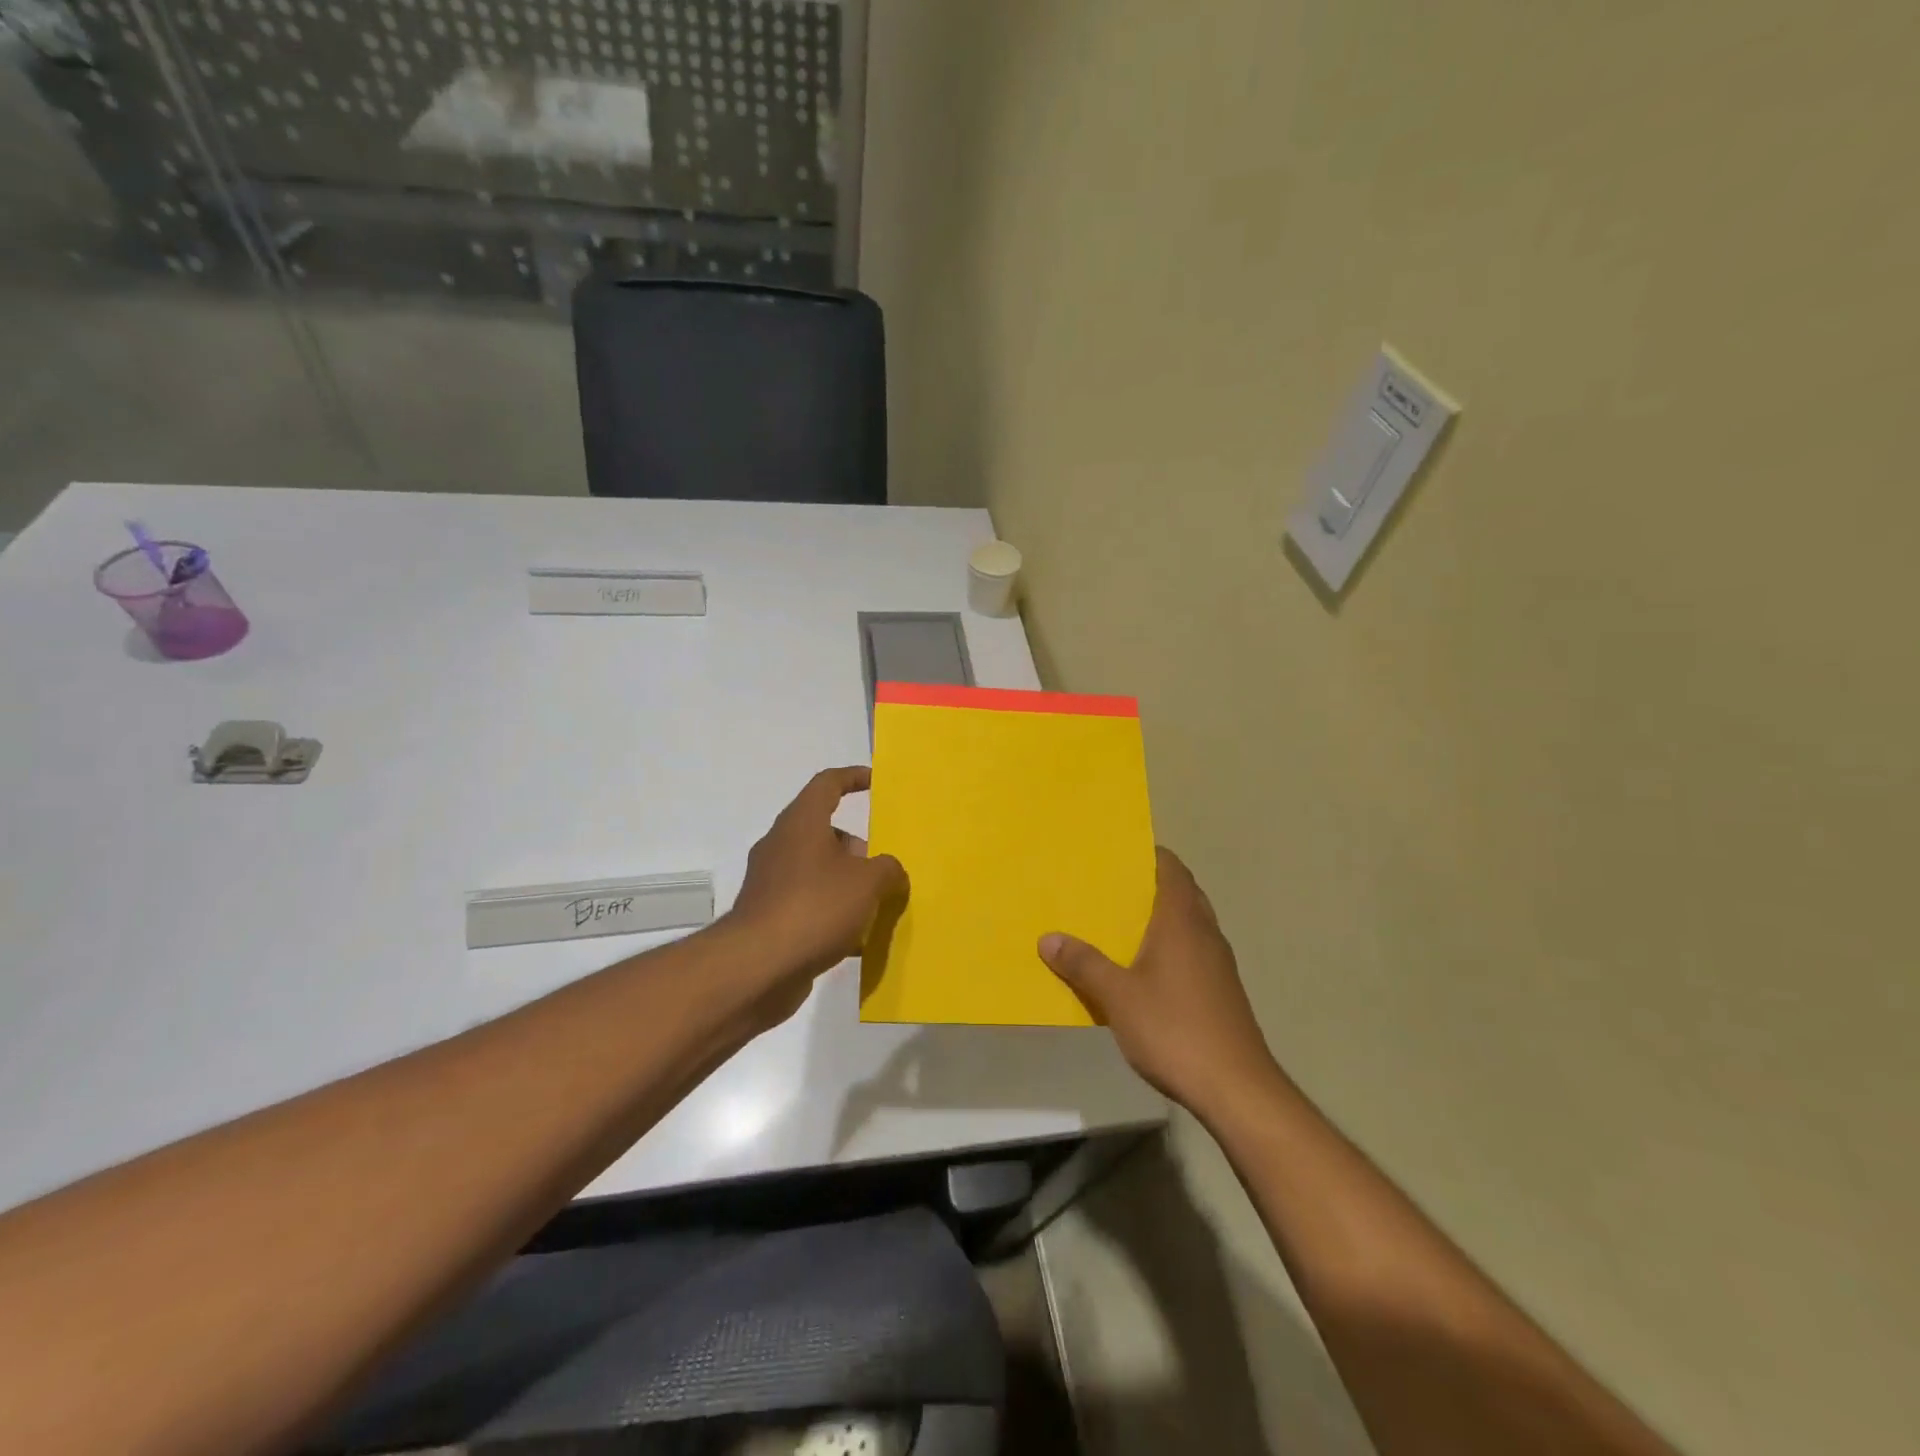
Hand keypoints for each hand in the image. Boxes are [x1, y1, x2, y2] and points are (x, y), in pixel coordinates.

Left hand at [725, 767, 908, 1022]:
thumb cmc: (816, 908)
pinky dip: (831, 913)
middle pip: (824, 832)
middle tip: (882, 870)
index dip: (853, 778)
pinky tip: (854, 940)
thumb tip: (889, 871)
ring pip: (817, 870)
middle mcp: (781, 845)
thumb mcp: (868, 883)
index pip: (827, 784)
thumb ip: (888, 869)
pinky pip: (807, 902)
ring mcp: (770, 882)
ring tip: (875, 908)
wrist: (758, 967)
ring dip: (846, 883)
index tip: (875, 781)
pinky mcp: (768, 916)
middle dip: (856, 848)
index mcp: (801, 823)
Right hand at [1039, 847, 1276, 1117]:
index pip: (1171, 868)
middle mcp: (1205, 932)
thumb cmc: (1175, 1029)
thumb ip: (1083, 964)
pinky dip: (1169, 947)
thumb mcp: (1117, 997)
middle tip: (1109, 888)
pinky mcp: (1222, 991)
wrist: (1236, 1088)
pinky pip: (1192, 951)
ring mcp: (1218, 963)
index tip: (1117, 854)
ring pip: (1188, 924)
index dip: (1148, 855)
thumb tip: (1048, 938)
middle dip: (1149, 886)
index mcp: (1182, 920)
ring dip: (1160, 918)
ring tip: (1119, 924)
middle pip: (1181, 892)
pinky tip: (1143, 970)